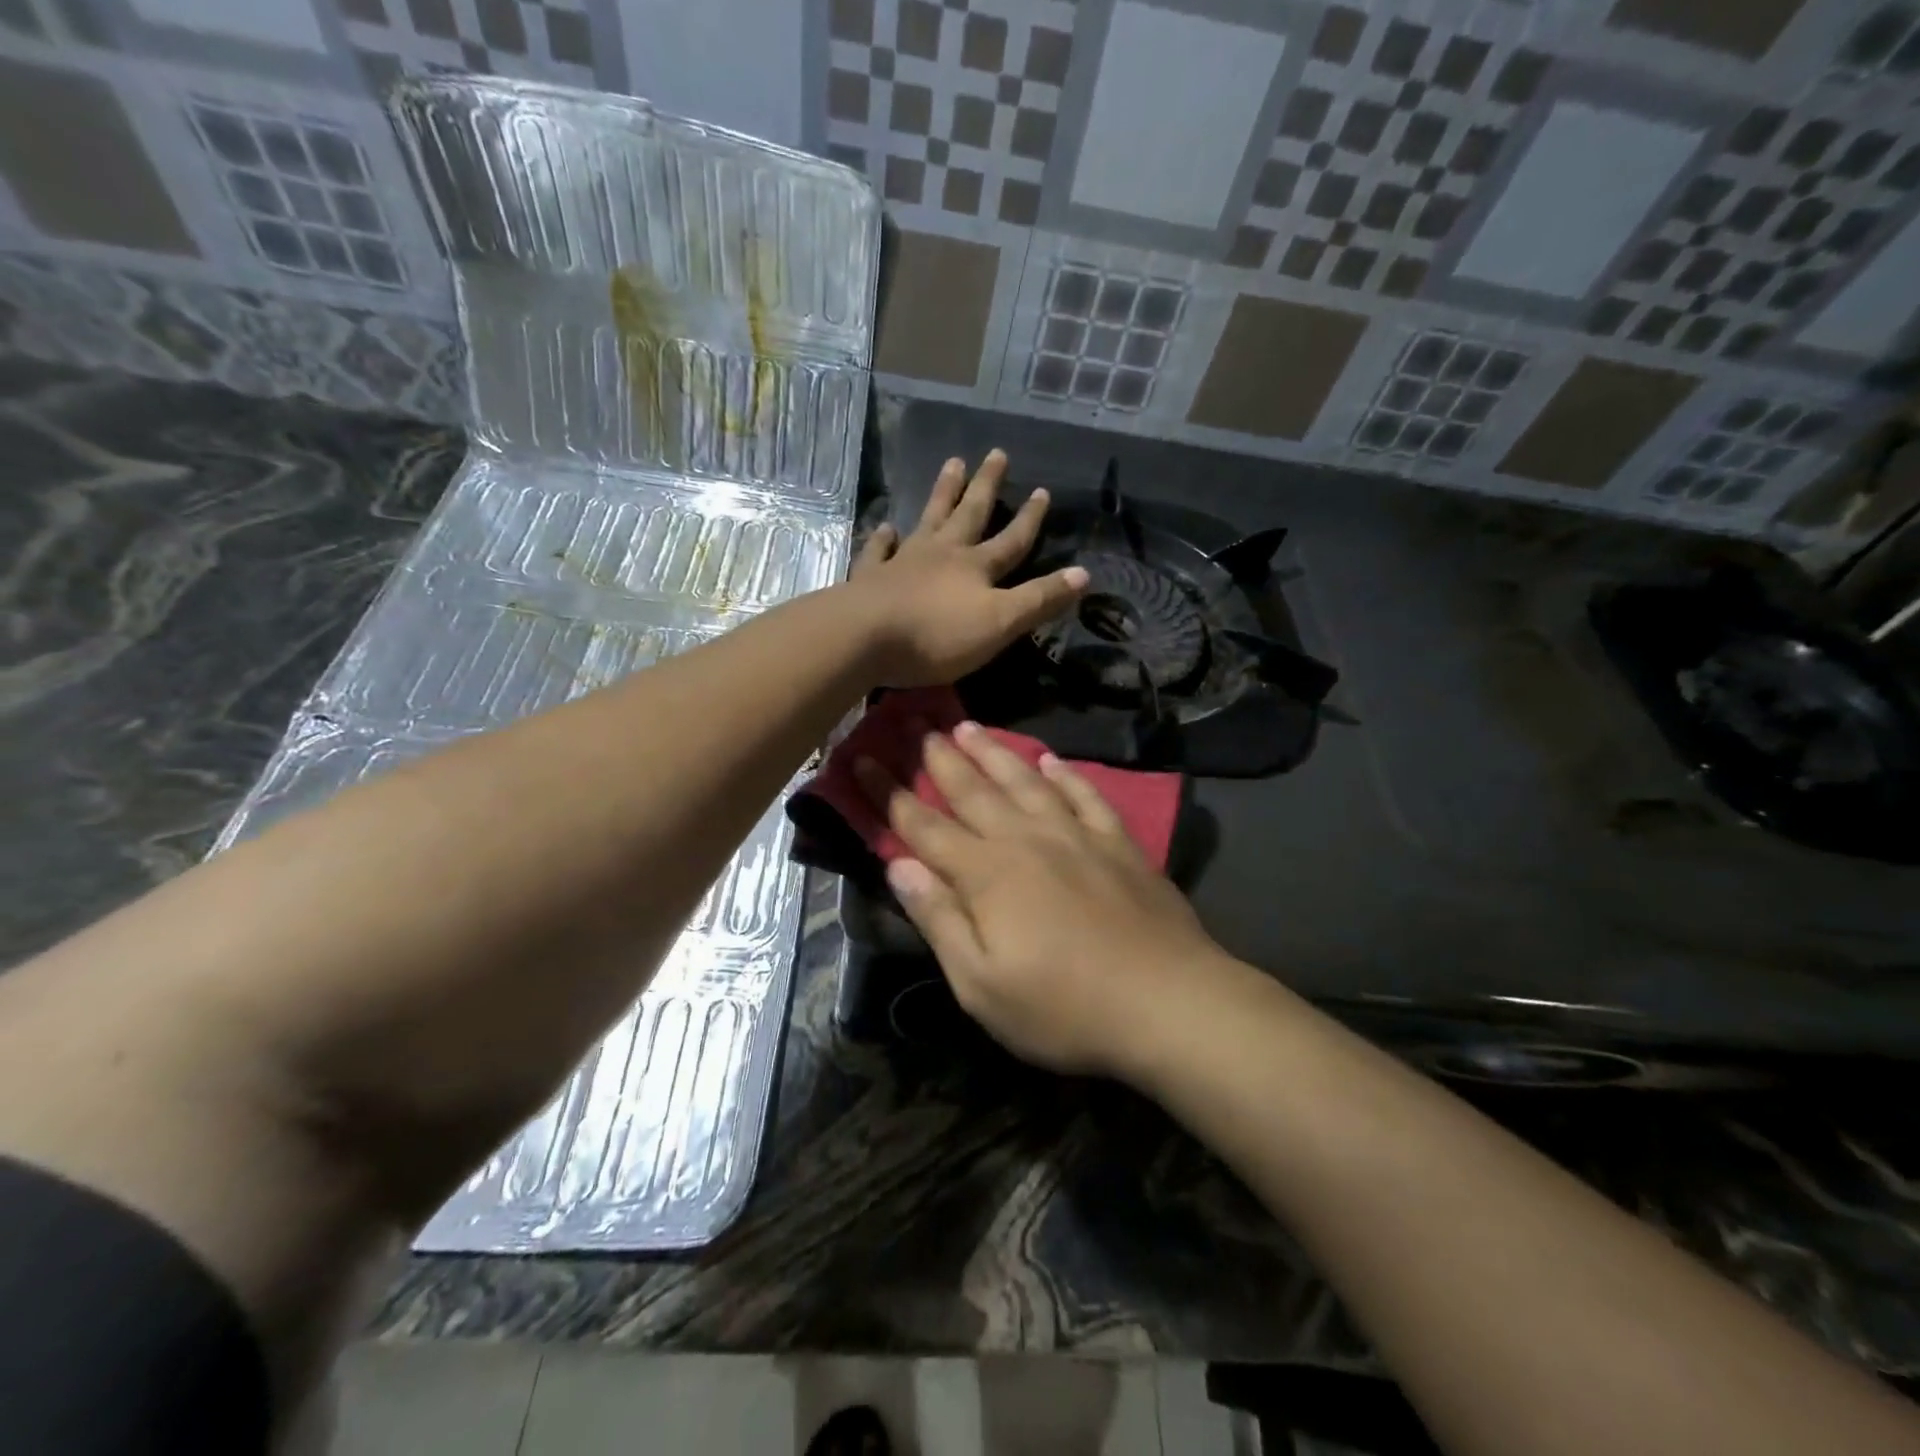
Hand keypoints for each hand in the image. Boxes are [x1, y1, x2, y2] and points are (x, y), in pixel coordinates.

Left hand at [849, 451, 1087, 687]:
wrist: (864, 638)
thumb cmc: (938, 635)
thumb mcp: (1000, 623)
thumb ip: (1039, 600)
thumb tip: (1085, 574)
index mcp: (976, 568)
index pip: (1012, 540)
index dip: (1029, 518)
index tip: (1042, 490)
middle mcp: (943, 554)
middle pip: (969, 514)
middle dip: (986, 486)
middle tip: (995, 453)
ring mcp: (904, 561)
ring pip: (928, 520)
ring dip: (942, 493)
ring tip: (951, 463)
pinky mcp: (871, 577)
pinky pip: (879, 550)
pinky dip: (884, 537)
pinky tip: (886, 526)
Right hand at [855, 722, 1232, 1079]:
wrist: (1168, 1002)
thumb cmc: (1064, 1008)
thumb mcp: (981, 984)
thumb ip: (939, 918)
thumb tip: (897, 865)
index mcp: (986, 874)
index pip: (922, 825)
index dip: (888, 793)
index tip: (862, 758)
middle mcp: (1025, 840)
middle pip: (972, 790)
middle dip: (938, 757)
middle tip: (914, 722)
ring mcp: (1076, 836)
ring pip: (1024, 781)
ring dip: (993, 752)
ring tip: (968, 726)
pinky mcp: (1118, 843)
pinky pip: (1084, 796)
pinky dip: (1064, 775)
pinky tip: (1049, 760)